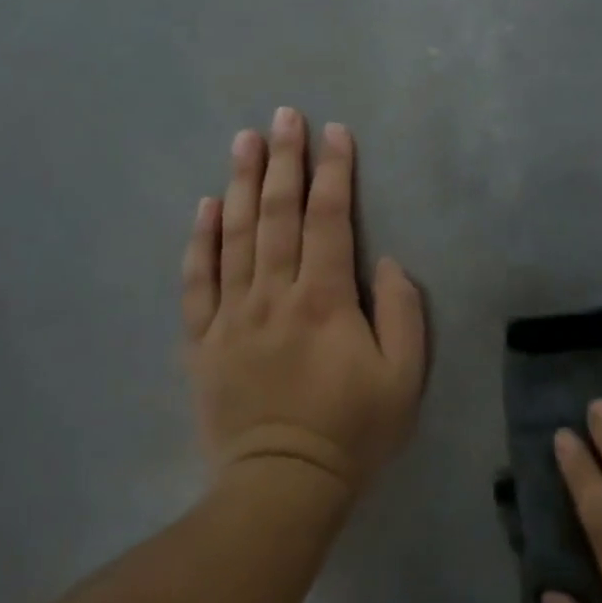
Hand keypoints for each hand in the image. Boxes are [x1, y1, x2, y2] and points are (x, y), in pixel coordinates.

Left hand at [182, 106, 426, 496]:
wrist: (282, 486)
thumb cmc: (352, 433)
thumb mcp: (404, 379)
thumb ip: (402, 313)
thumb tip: (384, 262)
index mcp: (324, 300)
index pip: (328, 220)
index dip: (334, 173)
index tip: (336, 133)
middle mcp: (273, 295)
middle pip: (278, 215)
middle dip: (284, 160)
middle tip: (284, 116)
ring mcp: (231, 315)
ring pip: (235, 235)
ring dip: (242, 183)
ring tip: (244, 140)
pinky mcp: (203, 340)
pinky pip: (197, 281)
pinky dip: (201, 240)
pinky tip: (206, 205)